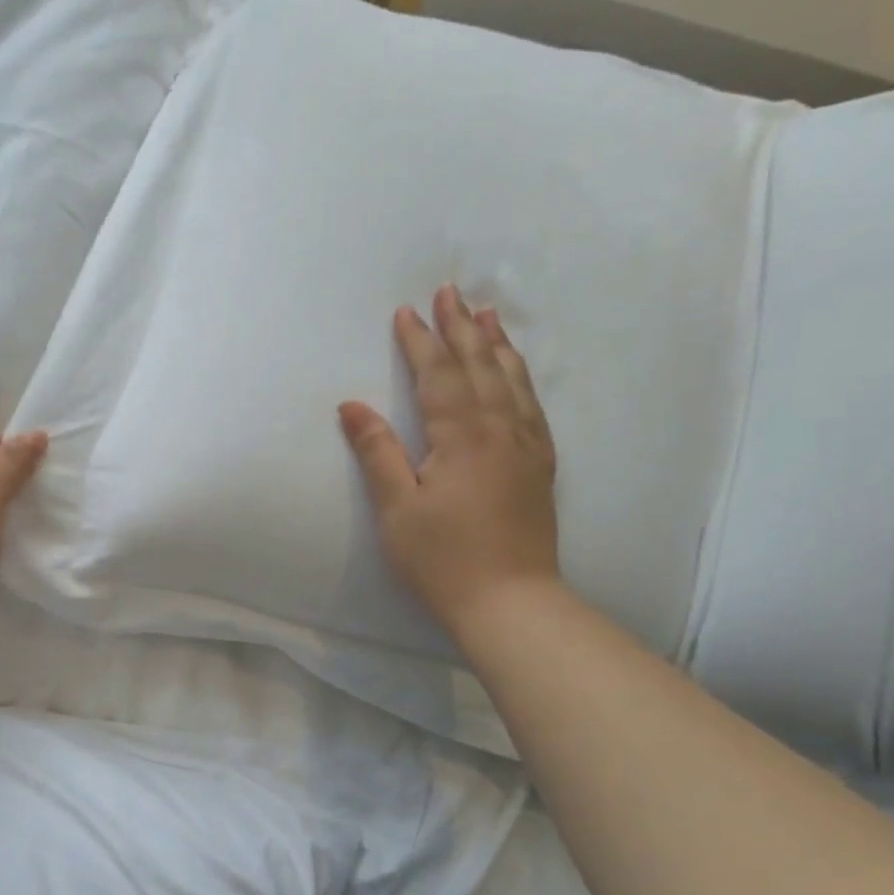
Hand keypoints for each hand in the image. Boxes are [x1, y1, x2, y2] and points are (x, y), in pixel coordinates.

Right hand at [338, 285, 559, 638]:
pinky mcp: (540, 467)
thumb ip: (378, 452)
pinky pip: (532, 406)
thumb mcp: (397, 509)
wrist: (511, 603)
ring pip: (513, 380)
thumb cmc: (443, 559)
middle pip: (480, 366)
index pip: (439, 374)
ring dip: (497, 344)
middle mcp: (501, 429)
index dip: (421, 341)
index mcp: (462, 435)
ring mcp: (527, 447)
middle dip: (461, 327)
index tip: (407, 311)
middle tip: (451, 291)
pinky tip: (517, 374)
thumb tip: (352, 406)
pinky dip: (522, 379)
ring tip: (488, 313)